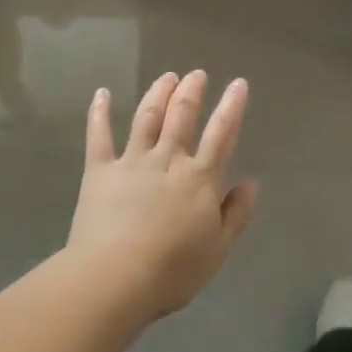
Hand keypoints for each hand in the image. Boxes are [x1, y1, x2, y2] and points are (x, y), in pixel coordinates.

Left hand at [67, 71, 258, 322]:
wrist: (115, 277)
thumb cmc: (172, 270)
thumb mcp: (218, 249)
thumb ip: (236, 213)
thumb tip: (252, 182)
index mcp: (199, 178)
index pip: (221, 134)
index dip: (232, 107)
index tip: (238, 84)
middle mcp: (167, 160)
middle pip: (181, 117)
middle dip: (191, 92)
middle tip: (196, 74)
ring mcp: (132, 162)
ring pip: (147, 118)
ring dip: (158, 93)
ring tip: (167, 77)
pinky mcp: (100, 171)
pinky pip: (99, 136)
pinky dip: (100, 112)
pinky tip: (102, 93)